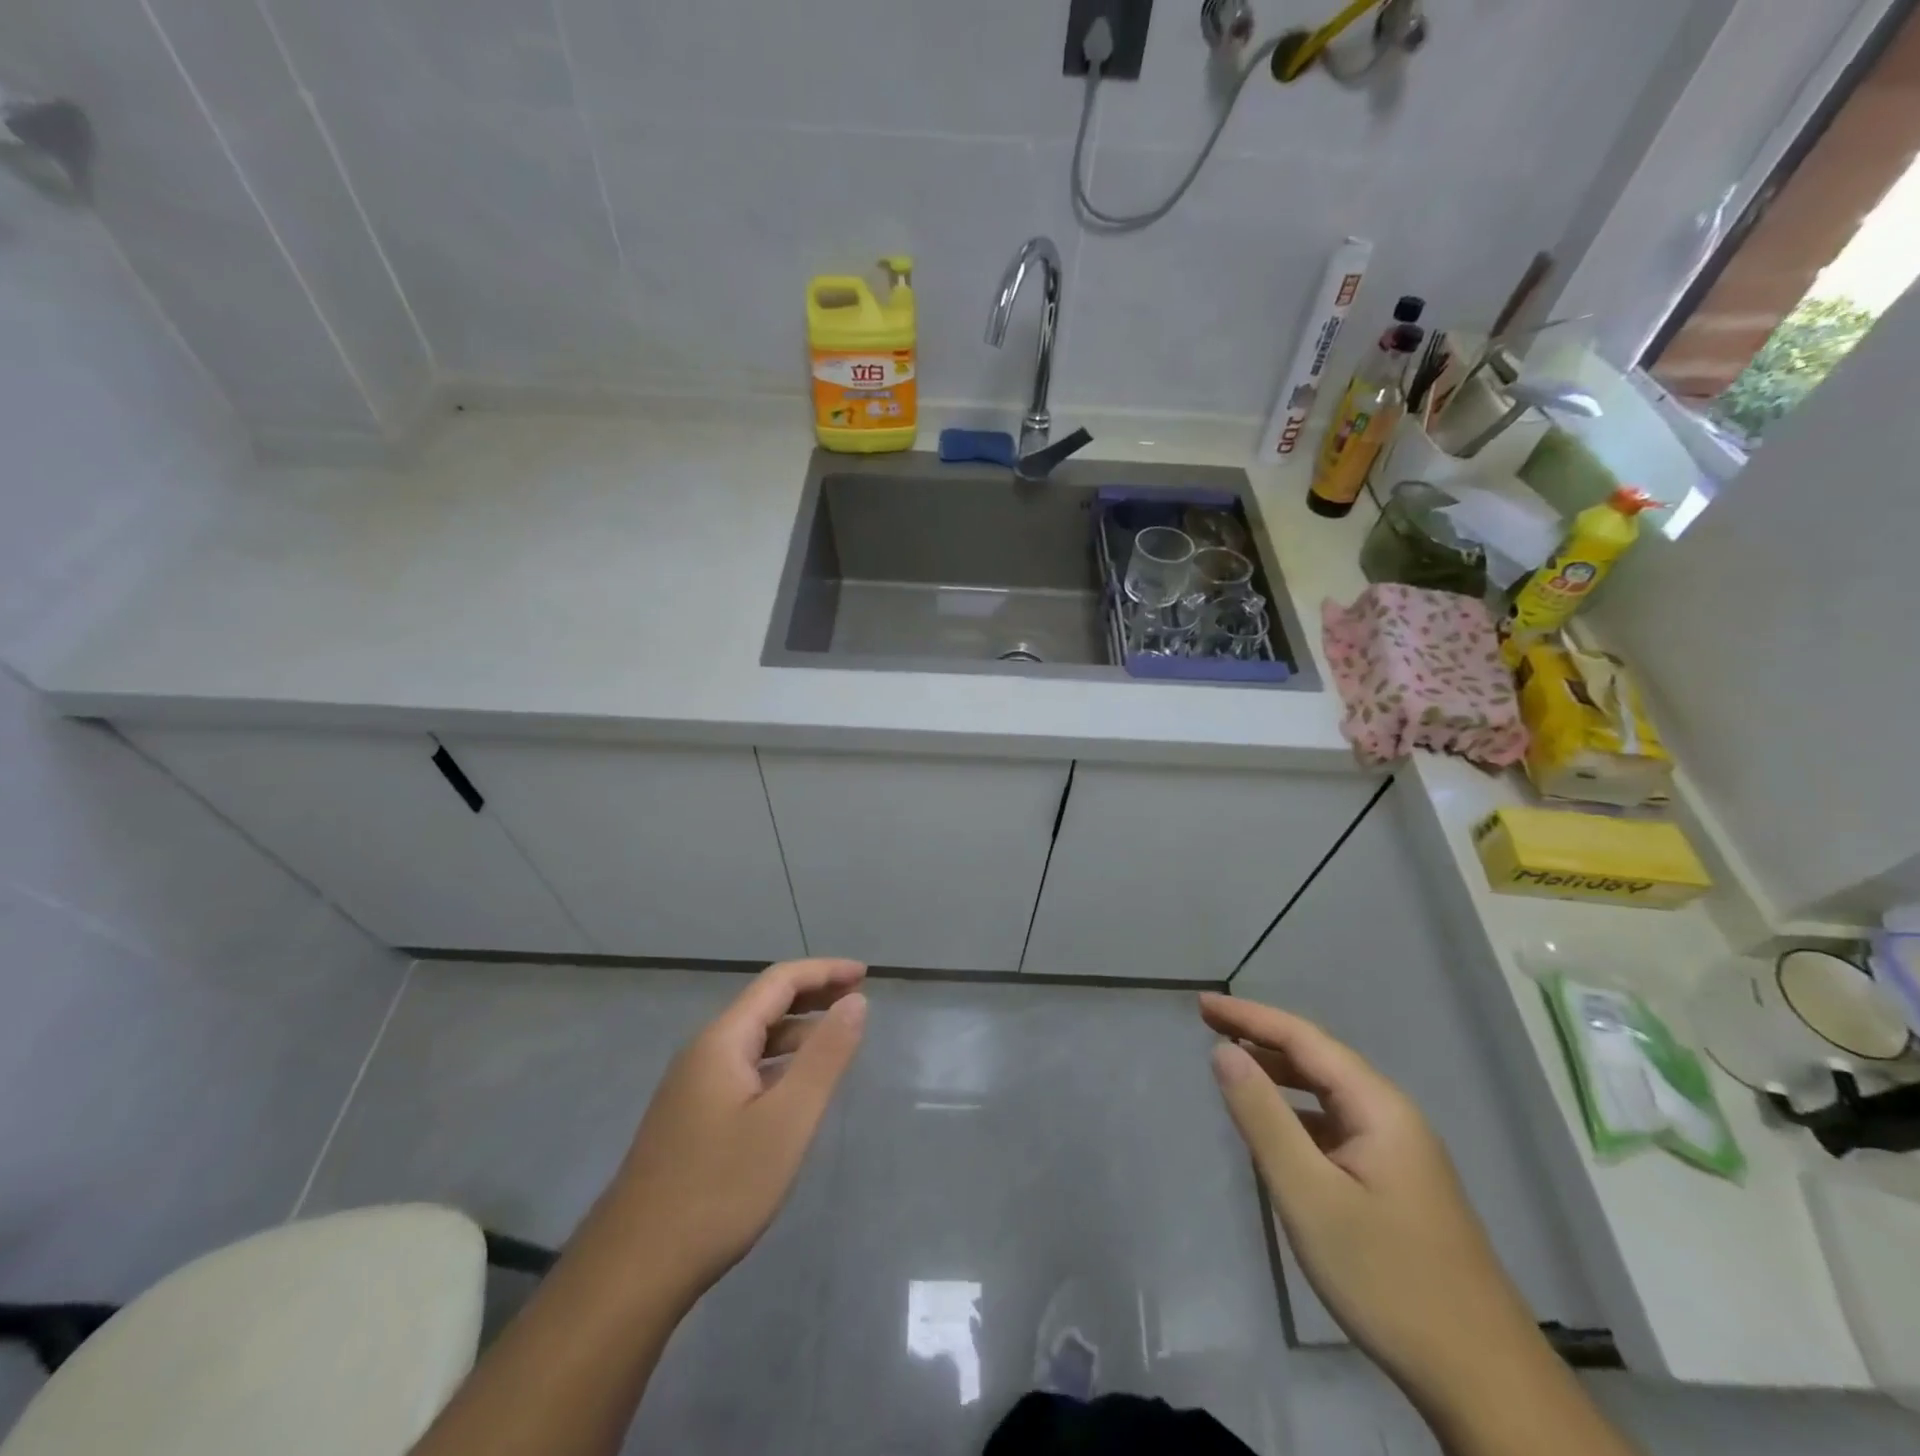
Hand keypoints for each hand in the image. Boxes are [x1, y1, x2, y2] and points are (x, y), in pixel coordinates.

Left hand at [594, 958, 867, 1310]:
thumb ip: (825, 1056)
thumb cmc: (720, 1189)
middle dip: (813, 995)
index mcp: (722, 1040)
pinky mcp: (689, 1118)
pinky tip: (794, 1088)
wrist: (634, 1269)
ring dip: (797, 1030)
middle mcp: (703, 1052)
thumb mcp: (788, 1120)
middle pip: (764, 1004)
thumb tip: (855, 1001)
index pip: (779, 982)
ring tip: (837, 1040)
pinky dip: (778, 1061)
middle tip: (858, 999)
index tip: (865, 975)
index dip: (824, 971)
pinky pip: (742, 1068)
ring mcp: (691, 1086)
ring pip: (753, 1040)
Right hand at [1199, 992, 1550, 1409]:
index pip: (1304, 1039)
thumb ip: (1263, 1117)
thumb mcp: (1309, 1195)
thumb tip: (1224, 1052)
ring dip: (1280, 1074)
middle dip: (1262, 1037)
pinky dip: (1298, 1115)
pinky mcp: (1398, 1185)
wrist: (1484, 1383)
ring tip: (1233, 1066)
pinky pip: (1337, 1128)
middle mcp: (1393, 1117)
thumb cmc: (1387, 1277)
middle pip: (1319, 1059)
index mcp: (1379, 1107)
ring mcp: (1400, 1153)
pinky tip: (1276, 1133)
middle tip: (1208, 1025)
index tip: (1202, 1005)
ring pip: (1329, 1095)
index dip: (1250, 1016)